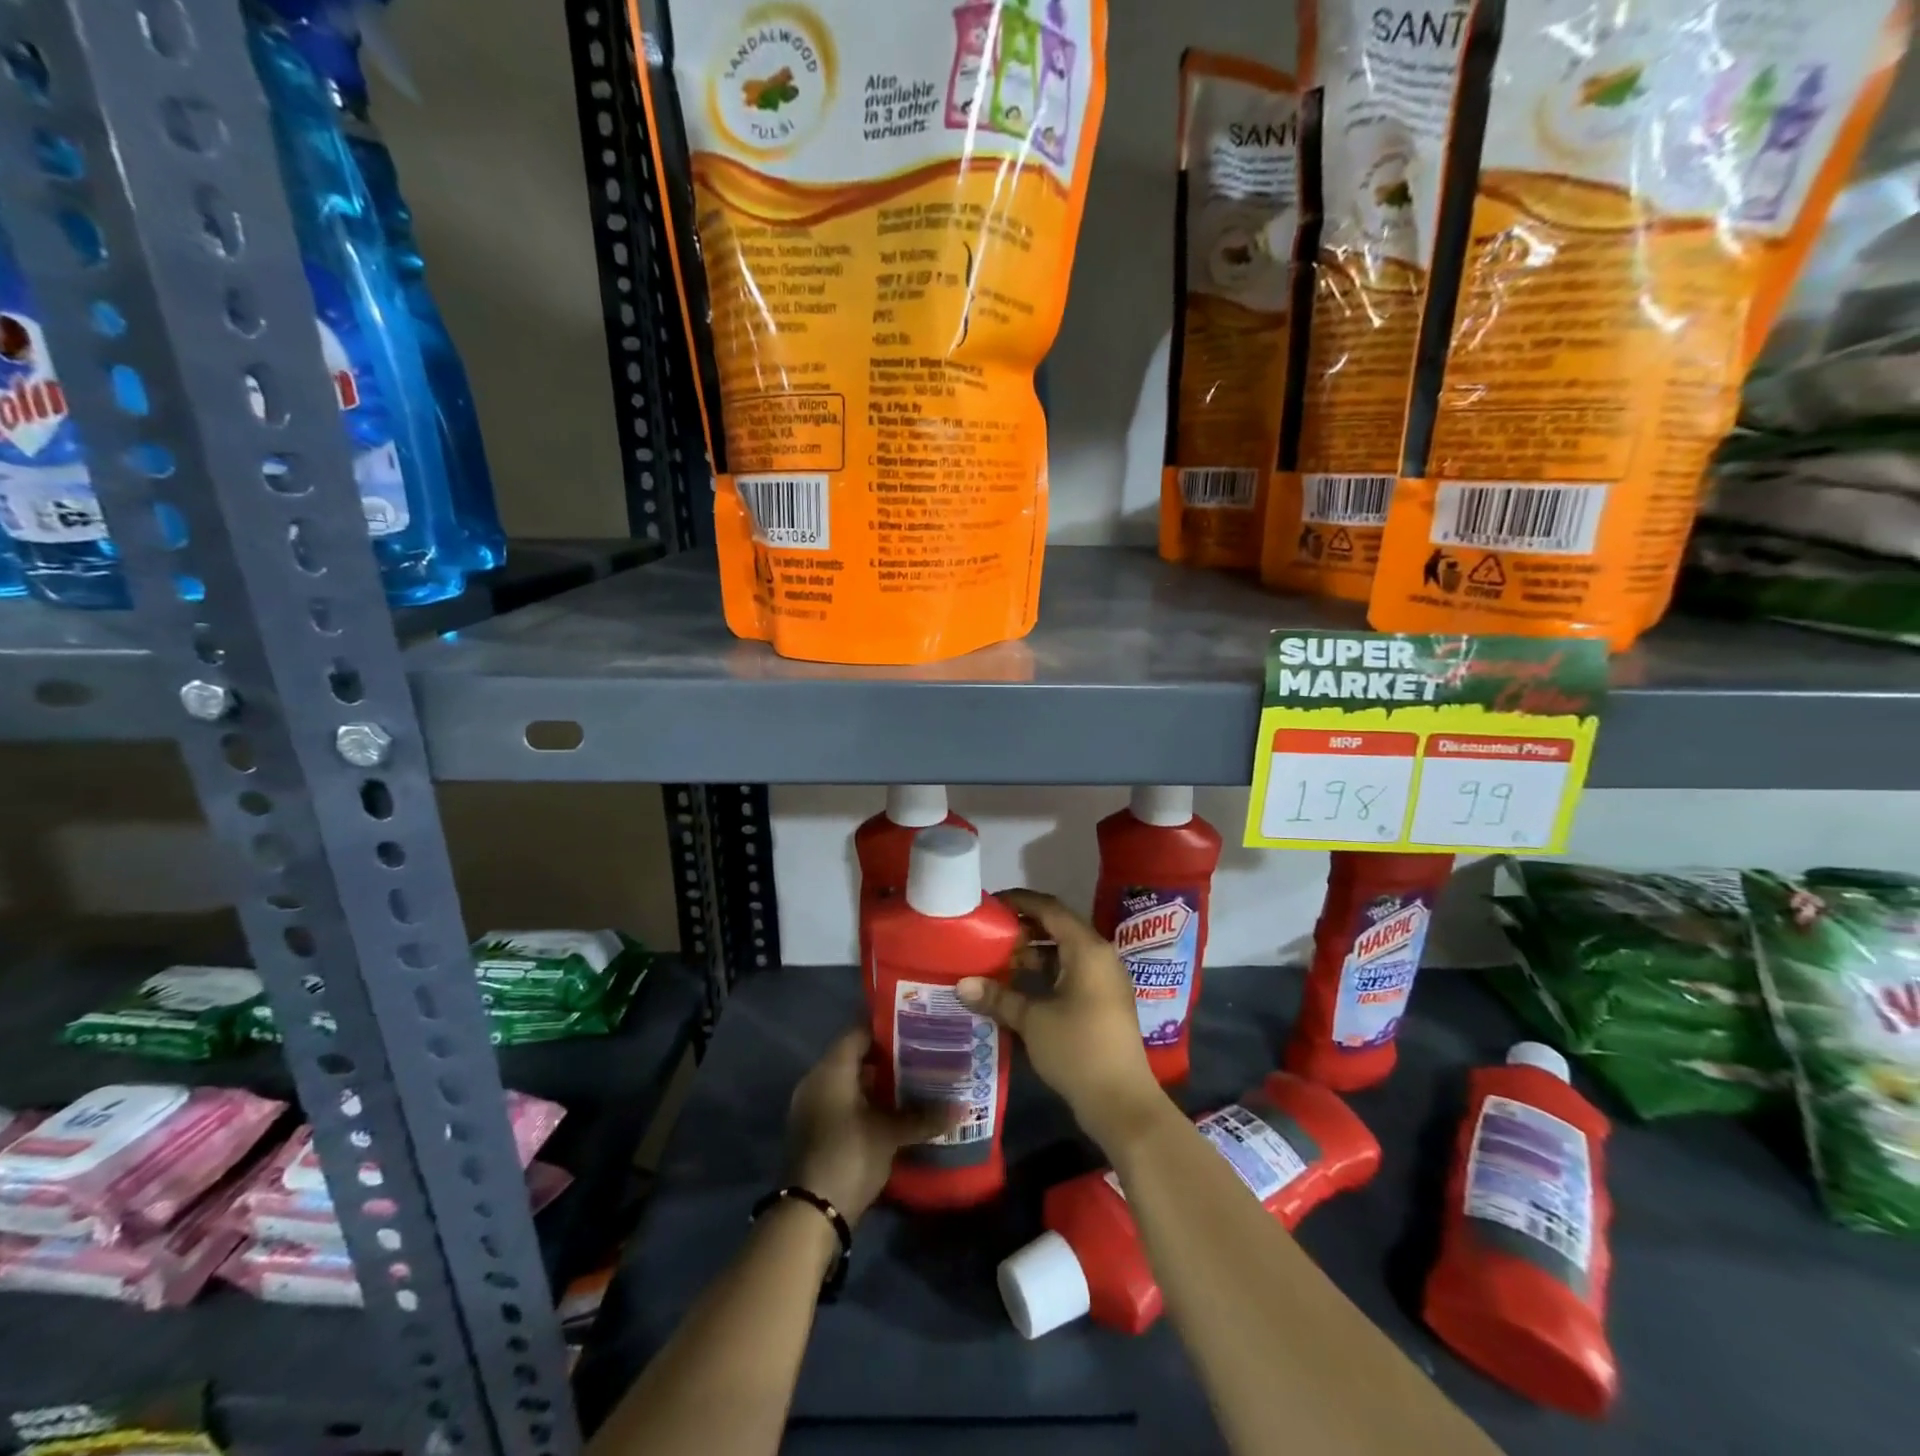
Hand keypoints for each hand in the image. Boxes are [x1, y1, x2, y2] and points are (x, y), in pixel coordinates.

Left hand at [783, 1026, 953, 1225]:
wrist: (810, 1215)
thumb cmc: (849, 1156)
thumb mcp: (890, 1134)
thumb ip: (923, 1116)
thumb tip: (962, 1107)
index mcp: (831, 1069)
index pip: (859, 1032)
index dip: (888, 1027)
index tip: (916, 1026)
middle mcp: (817, 1080)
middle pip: (855, 1056)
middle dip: (888, 1056)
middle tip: (923, 1053)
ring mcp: (813, 1106)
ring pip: (850, 1081)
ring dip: (878, 1082)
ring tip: (915, 1080)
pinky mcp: (816, 1129)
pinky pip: (843, 1102)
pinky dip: (866, 1102)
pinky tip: (894, 1110)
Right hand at [956, 889, 1170, 1152]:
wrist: (1121, 1101)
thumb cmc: (1077, 1049)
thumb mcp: (1032, 1020)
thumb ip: (998, 997)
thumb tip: (961, 984)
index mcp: (1087, 948)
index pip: (1050, 908)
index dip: (1020, 901)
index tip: (991, 903)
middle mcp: (1100, 955)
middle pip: (1058, 927)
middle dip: (1024, 928)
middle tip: (991, 934)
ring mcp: (1105, 979)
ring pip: (1065, 952)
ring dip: (1034, 953)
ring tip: (1000, 960)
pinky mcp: (1104, 1000)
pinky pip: (1072, 971)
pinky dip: (1047, 972)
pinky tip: (1020, 987)